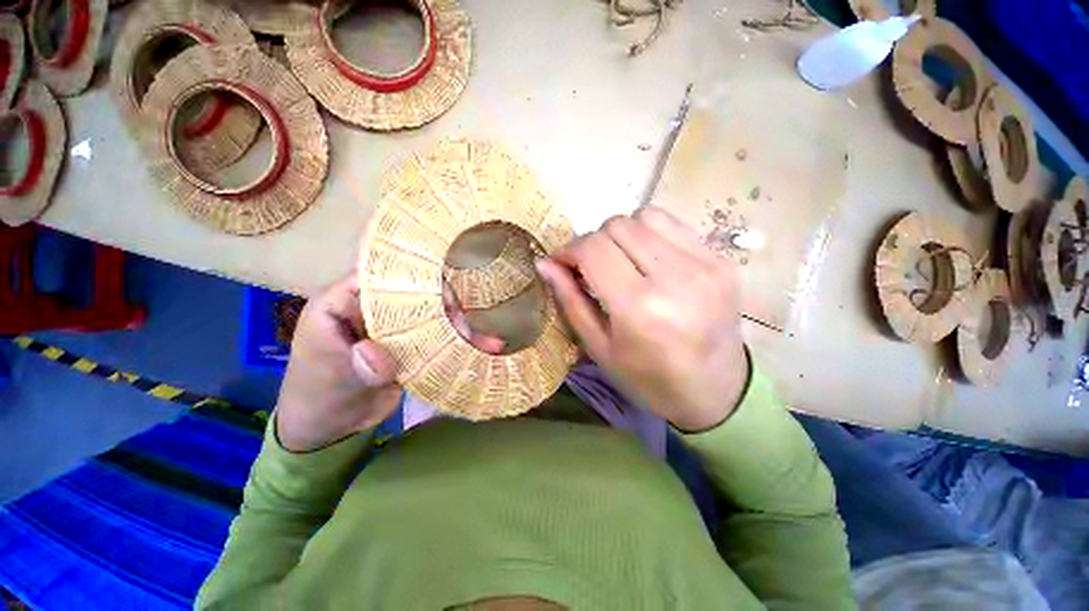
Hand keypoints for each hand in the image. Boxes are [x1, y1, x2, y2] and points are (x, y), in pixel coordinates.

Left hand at [276, 276, 505, 451]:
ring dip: (459, 326)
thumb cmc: (317, 398)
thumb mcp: (329, 383)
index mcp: (342, 304)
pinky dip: (461, 344)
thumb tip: (376, 352)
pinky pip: (438, 339)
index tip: (443, 301)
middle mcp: (372, 309)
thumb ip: (354, 368)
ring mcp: (395, 328)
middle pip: (414, 293)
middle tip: (463, 330)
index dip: (413, 281)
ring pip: (432, 315)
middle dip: (445, 307)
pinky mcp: (411, 345)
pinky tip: (487, 347)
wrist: (331, 428)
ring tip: (482, 341)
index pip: (379, 278)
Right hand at [536, 207, 748, 431]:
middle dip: (593, 242)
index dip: (568, 250)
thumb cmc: (648, 378)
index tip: (562, 264)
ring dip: (622, 234)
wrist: (716, 390)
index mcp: (639, 308)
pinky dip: (649, 234)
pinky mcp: (721, 259)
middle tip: (592, 268)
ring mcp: (705, 264)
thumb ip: (570, 300)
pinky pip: (673, 224)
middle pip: (617, 225)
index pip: (593, 248)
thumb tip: (545, 262)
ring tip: (621, 262)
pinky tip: (648, 259)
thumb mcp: (599, 347)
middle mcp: (675, 278)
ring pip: (644, 216)